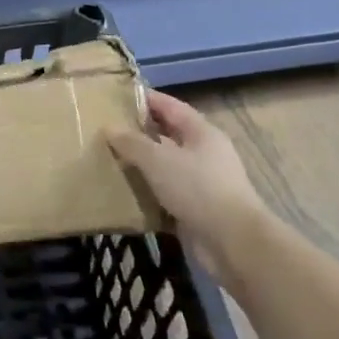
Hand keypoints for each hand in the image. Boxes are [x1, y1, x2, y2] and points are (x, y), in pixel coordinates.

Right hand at [108, 89, 267, 282]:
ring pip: (166, 166)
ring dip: (142, 164)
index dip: (145, 99)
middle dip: (140, 132)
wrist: (232, 242)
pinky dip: (148, 192)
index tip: (116, 96)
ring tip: (110, 159)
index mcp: (201, 132)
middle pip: (168, 135)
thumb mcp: (158, 160)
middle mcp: (204, 153)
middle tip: (107, 129)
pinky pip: (167, 193)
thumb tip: (109, 127)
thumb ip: (132, 142)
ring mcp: (202, 182)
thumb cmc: (197, 188)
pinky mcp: (197, 209)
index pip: (170, 106)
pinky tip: (125, 192)